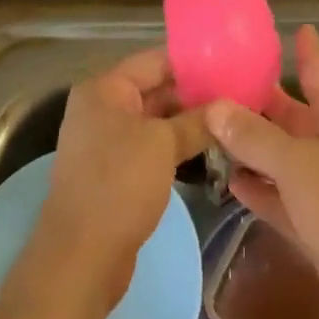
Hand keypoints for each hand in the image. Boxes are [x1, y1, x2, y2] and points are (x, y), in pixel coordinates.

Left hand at [38, 47, 209, 313]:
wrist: (81, 258)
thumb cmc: (120, 185)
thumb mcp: (164, 145)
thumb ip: (196, 121)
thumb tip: (227, 107)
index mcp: (105, 89)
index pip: (155, 60)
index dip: (193, 61)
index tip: (230, 64)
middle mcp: (101, 108)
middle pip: (155, 89)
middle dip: (194, 93)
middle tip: (237, 96)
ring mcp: (105, 141)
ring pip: (155, 120)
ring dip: (188, 122)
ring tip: (230, 121)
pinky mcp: (113, 172)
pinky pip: (150, 146)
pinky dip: (175, 146)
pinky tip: (208, 149)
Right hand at [204, 25, 318, 318]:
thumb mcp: (298, 165)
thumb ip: (254, 136)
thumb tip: (216, 106)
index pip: (316, 70)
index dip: (305, 48)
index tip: (294, 26)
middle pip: (287, 113)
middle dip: (255, 101)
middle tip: (211, 84)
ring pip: (279, 156)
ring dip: (249, 146)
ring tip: (208, 129)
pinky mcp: (315, 221)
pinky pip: (279, 195)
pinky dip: (258, 188)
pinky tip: (229, 180)